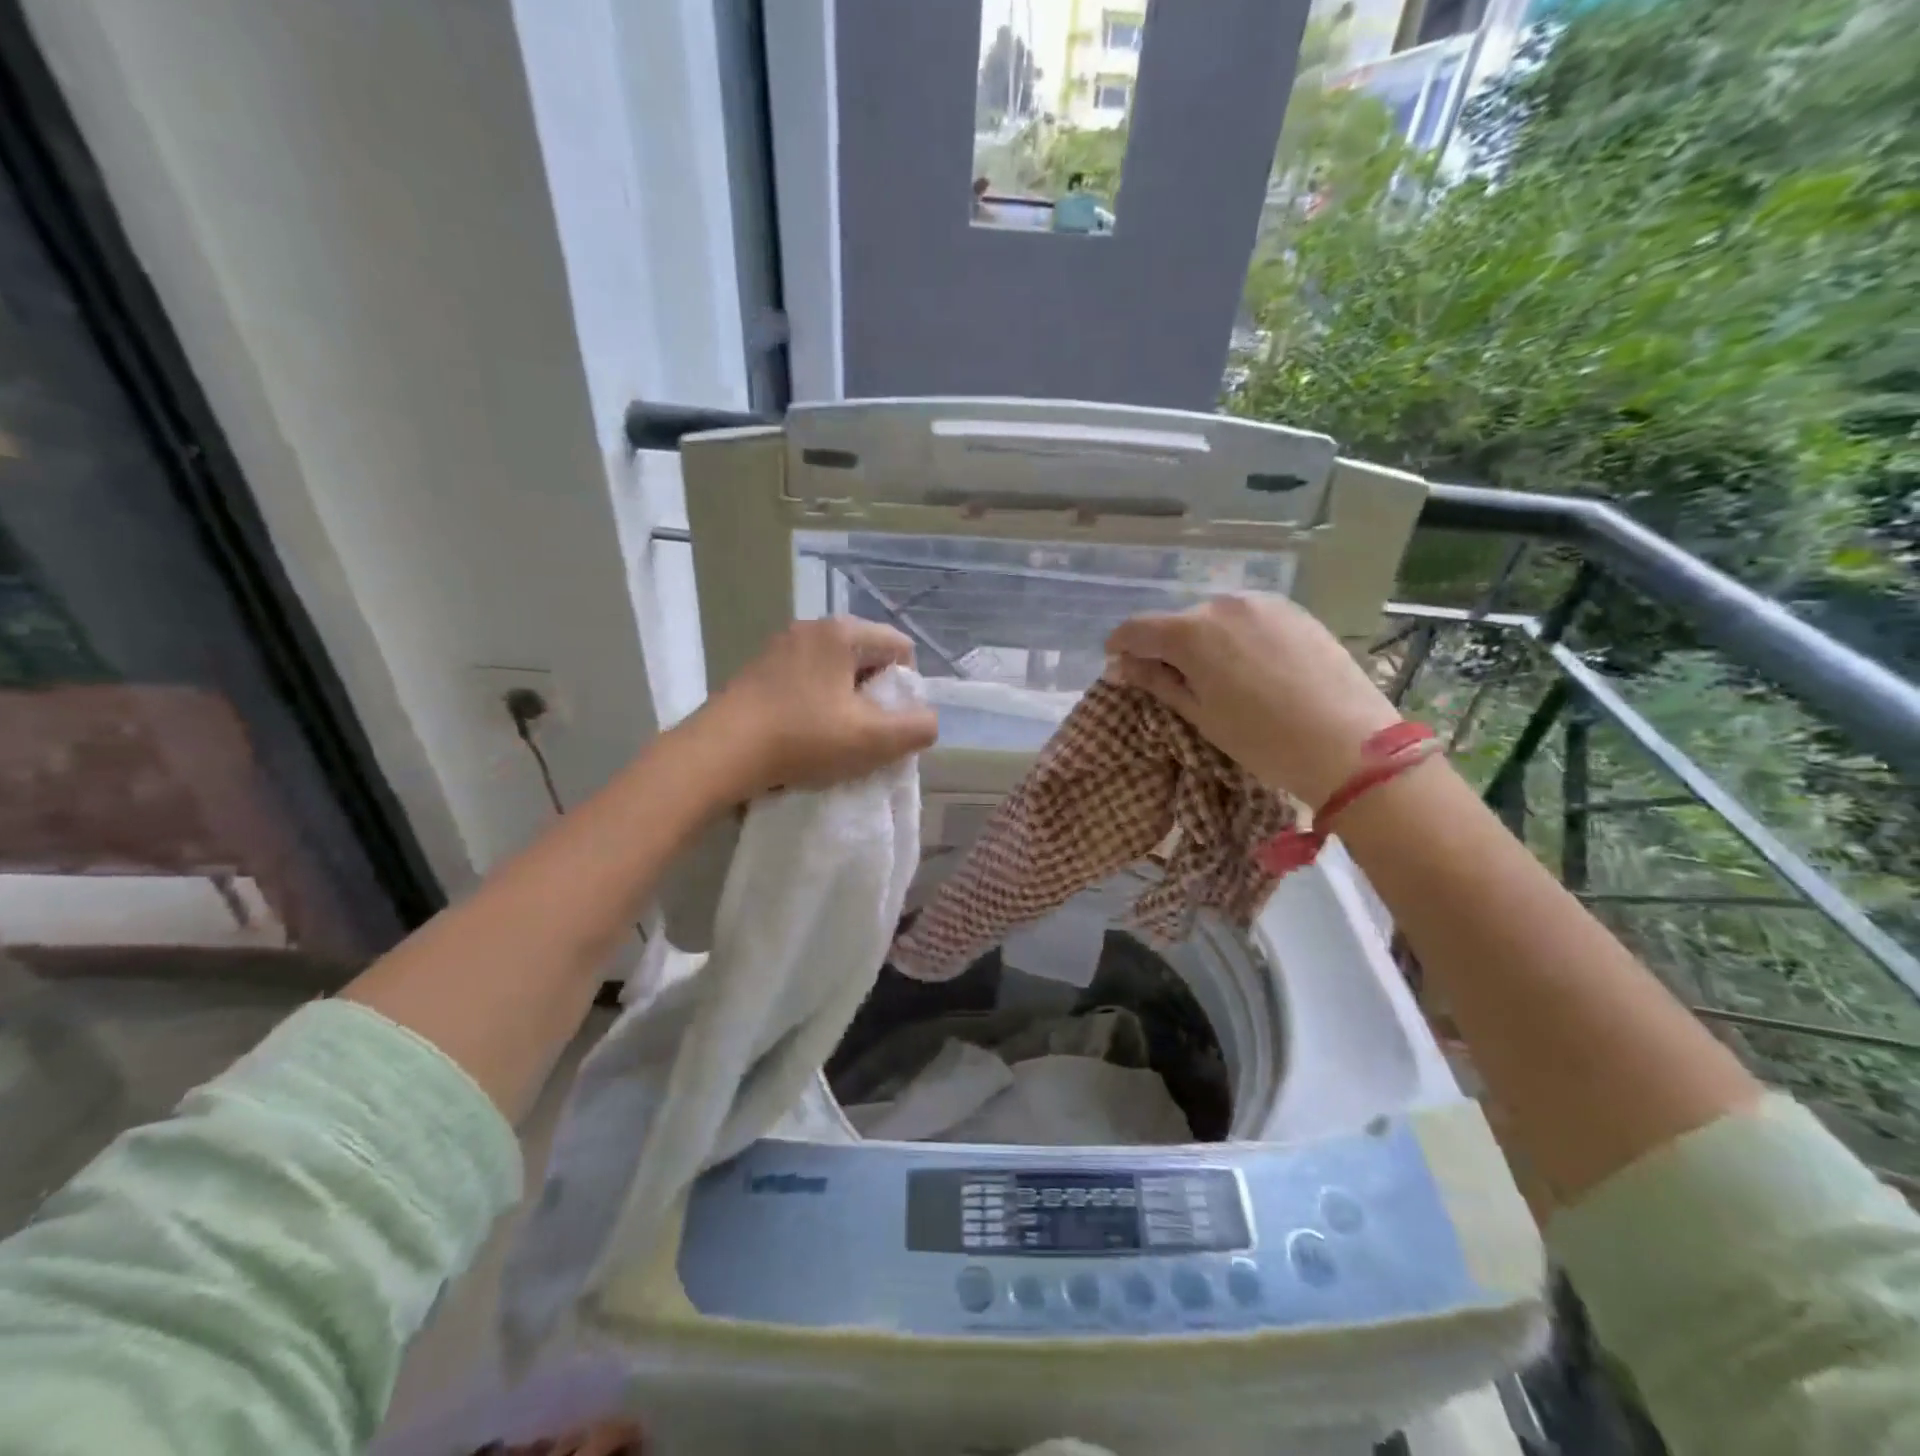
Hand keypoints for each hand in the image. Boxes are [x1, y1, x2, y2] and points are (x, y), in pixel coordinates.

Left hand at [689, 618, 938, 797]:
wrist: (719, 753)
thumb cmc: (803, 739)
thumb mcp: (872, 740)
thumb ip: (916, 728)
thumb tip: (928, 721)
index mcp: (842, 632)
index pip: (900, 647)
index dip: (907, 687)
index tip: (891, 721)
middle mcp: (811, 628)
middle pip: (867, 657)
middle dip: (875, 695)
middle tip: (865, 733)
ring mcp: (780, 646)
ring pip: (835, 671)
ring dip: (845, 702)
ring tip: (834, 738)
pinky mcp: (758, 669)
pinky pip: (806, 680)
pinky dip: (816, 704)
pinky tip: (804, 735)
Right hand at [1105, 594, 1400, 806]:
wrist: (1349, 744)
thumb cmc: (1262, 739)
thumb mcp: (1200, 715)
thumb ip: (1157, 682)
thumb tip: (1120, 666)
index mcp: (1192, 632)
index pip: (1137, 629)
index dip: (1121, 647)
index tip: (1119, 666)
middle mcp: (1224, 604)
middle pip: (1178, 622)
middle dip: (1167, 647)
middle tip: (1174, 683)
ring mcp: (1264, 603)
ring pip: (1215, 618)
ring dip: (1204, 641)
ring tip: (1219, 678)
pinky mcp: (1295, 611)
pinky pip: (1248, 619)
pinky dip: (1237, 637)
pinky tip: (1252, 669)